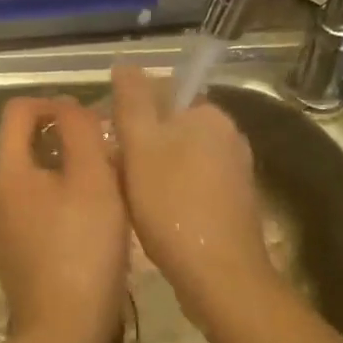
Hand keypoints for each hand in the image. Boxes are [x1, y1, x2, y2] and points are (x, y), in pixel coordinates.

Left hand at [0, 96, 127, 342]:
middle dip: (65, 137)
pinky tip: (93, 221)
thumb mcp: (92, 180)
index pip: (18, 110)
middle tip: (105, 151)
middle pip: (24, 143)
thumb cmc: (82, 249)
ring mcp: (2, 228)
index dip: (53, 103)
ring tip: (107, 184)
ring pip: (33, 177)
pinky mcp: (16, 254)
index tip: (89, 120)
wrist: (63, 337)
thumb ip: (80, 132)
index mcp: (7, 171)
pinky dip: (62, 200)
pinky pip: (36, 208)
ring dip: (67, 170)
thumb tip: (68, 107)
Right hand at [111, 65, 273, 322]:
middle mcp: (229, 135)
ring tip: (127, 195)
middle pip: (171, 126)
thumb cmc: (173, 204)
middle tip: (112, 170)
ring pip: (179, 156)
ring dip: (152, 169)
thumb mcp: (141, 145)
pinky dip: (171, 192)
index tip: (108, 138)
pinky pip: (192, 183)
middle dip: (140, 143)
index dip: (131, 112)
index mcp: (210, 114)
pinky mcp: (234, 203)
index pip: (163, 93)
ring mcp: (235, 171)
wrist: (221, 278)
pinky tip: (153, 215)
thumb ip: (132, 100)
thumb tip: (126, 65)